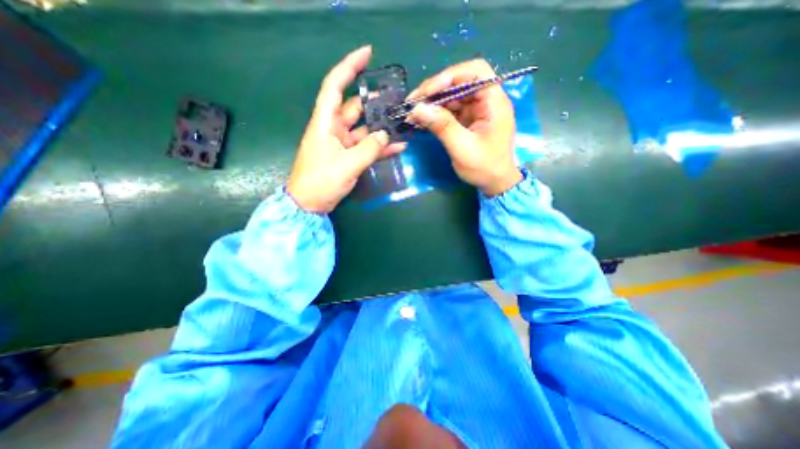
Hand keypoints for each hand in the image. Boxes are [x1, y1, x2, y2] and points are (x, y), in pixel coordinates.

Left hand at [288, 45, 405, 213]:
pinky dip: (380, 147)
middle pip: (355, 108)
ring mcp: (342, 144)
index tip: (367, 53)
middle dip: (374, 102)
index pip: (335, 86)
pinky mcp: (348, 157)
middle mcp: (333, 129)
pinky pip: (367, 147)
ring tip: (402, 123)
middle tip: (396, 99)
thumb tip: (386, 136)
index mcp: (325, 122)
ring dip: (381, 127)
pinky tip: (397, 147)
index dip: (349, 67)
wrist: (310, 204)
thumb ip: (369, 148)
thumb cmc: (321, 181)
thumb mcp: (347, 164)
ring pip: (364, 129)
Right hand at [407, 58, 525, 195]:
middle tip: (413, 103)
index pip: (475, 72)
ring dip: (432, 104)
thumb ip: (442, 126)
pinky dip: (435, 114)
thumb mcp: (462, 148)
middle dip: (435, 91)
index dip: (450, 76)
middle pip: (459, 83)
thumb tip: (417, 109)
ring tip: (412, 114)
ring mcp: (476, 111)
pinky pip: (449, 111)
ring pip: (452, 97)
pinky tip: (421, 121)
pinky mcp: (468, 120)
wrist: (494, 183)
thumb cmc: (484, 167)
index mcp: (494, 102)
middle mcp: (486, 101)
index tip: (428, 91)